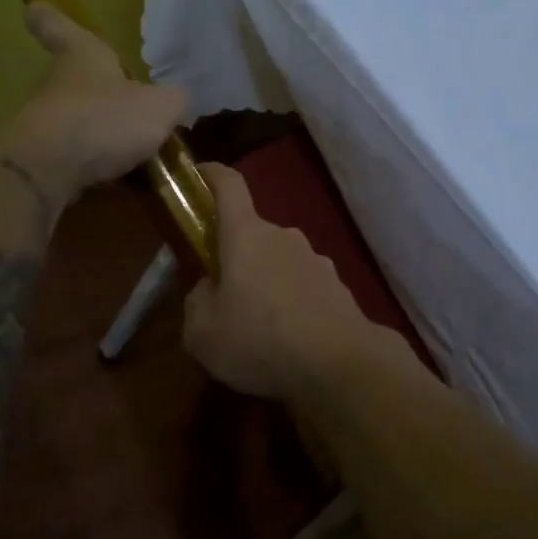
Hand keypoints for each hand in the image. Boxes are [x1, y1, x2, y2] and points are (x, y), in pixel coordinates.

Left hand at [6, 4, 187, 201]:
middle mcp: (59, 85)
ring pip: (77, 123)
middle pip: (74, 80)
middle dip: (97, 91)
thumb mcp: (160, 107)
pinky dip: (98, 170)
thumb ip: (173, 100)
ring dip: (101, 136)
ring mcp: (46, 124)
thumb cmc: (105, 120)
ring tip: (136, 155)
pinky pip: (78, 161)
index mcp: (83, 57)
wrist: (48, 171)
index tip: (34, 8)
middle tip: (126, 104)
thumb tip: (176, 100)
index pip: (60, 28)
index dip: (51, 19)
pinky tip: (124, 184)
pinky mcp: (43, 161)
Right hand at [182, 163, 386, 399]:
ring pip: (278, 262)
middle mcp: (283, 236)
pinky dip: (291, 303)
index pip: (228, 185)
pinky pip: (302, 286)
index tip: (198, 175)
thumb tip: (208, 290)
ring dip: (264, 283)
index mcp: (246, 235)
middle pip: (251, 234)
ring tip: (257, 329)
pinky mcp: (337, 286)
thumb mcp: (202, 332)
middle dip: (234, 257)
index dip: (211, 174)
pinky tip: (288, 340)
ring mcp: (315, 259)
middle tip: (221, 297)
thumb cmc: (260, 340)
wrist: (340, 364)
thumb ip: (196, 302)